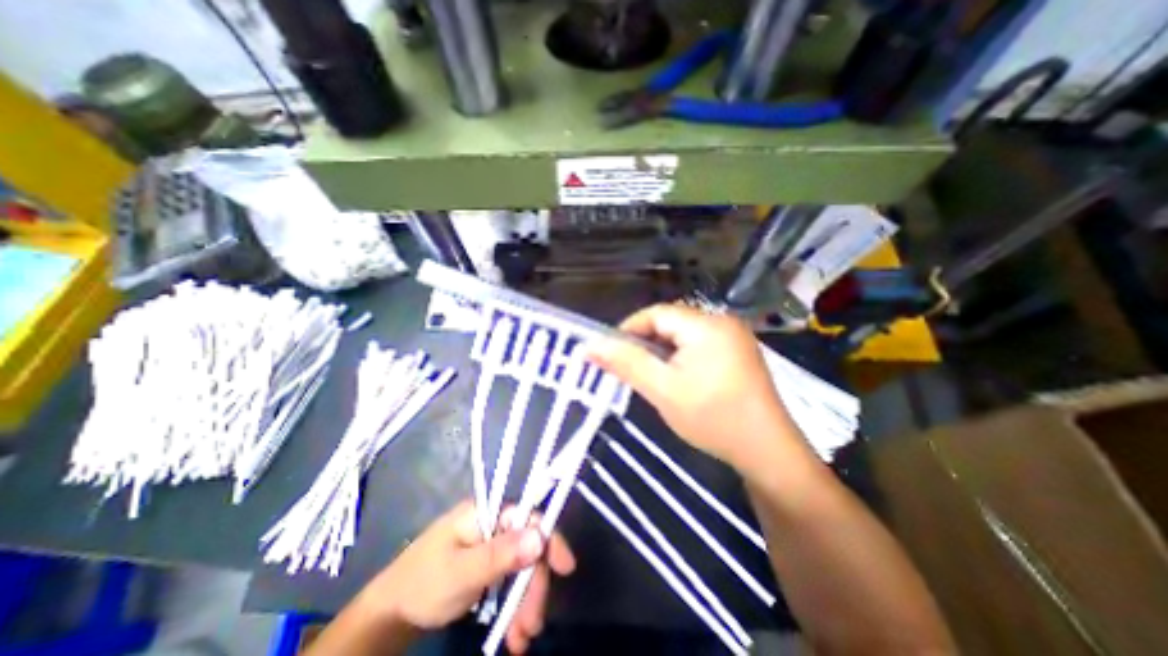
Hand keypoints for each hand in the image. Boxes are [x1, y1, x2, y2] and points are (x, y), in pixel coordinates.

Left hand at [357, 502, 573, 651]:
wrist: (390, 614)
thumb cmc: (423, 583)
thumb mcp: (461, 572)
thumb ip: (501, 554)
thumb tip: (541, 535)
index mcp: (487, 512)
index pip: (528, 516)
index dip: (549, 538)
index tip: (566, 568)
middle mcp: (493, 523)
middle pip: (528, 546)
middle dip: (533, 586)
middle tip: (532, 626)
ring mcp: (491, 545)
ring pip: (522, 567)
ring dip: (525, 603)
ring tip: (520, 640)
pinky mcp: (488, 565)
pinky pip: (510, 581)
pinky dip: (514, 607)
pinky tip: (512, 634)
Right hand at [593, 304, 802, 472]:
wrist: (767, 452)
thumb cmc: (713, 418)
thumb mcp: (663, 390)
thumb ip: (626, 363)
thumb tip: (590, 346)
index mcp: (706, 325)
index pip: (656, 313)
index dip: (629, 329)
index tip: (611, 352)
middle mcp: (722, 322)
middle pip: (670, 322)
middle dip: (645, 343)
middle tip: (629, 369)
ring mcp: (733, 337)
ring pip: (683, 335)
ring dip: (662, 352)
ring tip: (650, 376)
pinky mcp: (737, 353)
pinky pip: (698, 345)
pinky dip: (680, 358)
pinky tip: (676, 379)